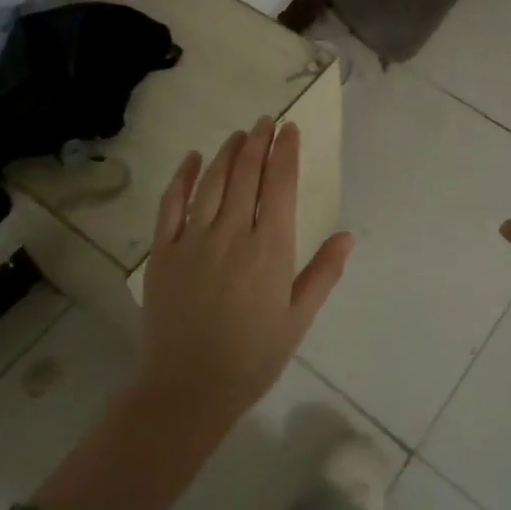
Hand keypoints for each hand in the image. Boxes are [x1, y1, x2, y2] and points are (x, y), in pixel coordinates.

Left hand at [134, 118, 352, 432]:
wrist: (187, 389)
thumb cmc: (252, 357)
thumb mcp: (298, 318)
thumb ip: (323, 273)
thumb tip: (347, 235)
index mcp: (271, 249)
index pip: (281, 185)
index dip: (286, 152)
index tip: (290, 129)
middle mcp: (233, 233)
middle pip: (247, 174)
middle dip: (259, 142)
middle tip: (266, 121)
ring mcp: (194, 240)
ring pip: (213, 182)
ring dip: (227, 152)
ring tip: (239, 133)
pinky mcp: (163, 252)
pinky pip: (172, 204)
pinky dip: (183, 177)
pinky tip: (193, 158)